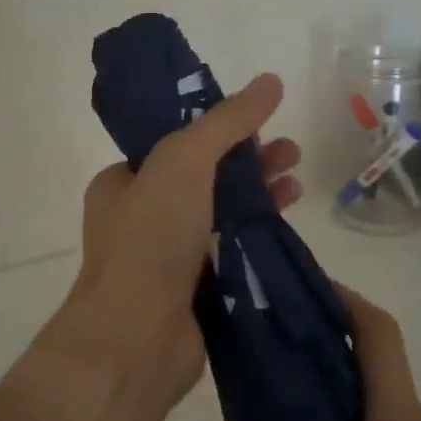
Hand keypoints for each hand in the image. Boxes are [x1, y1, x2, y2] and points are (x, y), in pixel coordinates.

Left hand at [46, 73, 300, 416]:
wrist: (136, 340)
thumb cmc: (150, 239)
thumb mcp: (183, 161)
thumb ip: (227, 121)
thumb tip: (270, 80)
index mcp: (122, 182)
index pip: (174, 144)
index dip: (217, 129)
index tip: (258, 122)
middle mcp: (140, 217)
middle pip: (203, 177)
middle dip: (248, 161)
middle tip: (291, 152)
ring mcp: (166, 257)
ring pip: (219, 215)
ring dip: (258, 196)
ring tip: (298, 182)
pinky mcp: (192, 292)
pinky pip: (228, 253)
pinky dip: (256, 236)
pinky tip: (288, 225)